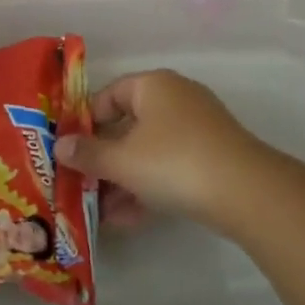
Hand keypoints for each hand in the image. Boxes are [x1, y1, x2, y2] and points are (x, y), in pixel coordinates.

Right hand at [56, 69, 264, 225]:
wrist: (246, 192)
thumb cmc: (173, 162)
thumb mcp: (122, 161)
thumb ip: (88, 154)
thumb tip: (59, 146)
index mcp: (153, 85)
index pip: (108, 94)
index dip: (86, 121)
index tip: (69, 150)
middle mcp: (175, 98)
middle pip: (128, 125)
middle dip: (104, 159)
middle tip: (82, 184)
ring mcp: (198, 128)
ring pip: (149, 151)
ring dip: (124, 180)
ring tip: (101, 212)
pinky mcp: (212, 157)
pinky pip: (170, 167)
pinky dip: (149, 187)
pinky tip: (129, 220)